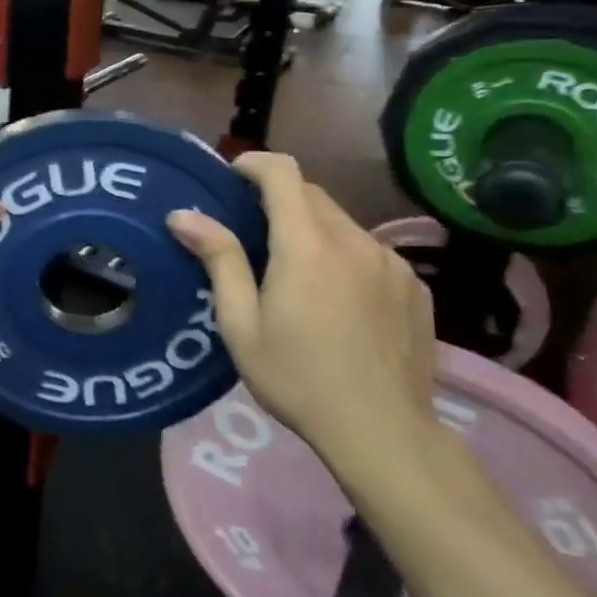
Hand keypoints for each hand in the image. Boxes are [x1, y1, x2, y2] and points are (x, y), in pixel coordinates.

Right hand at [169, 152, 437, 466]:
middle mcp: (355, 241)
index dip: (254, 164)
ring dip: (312, 228)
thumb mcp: (241, 323)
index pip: (284, 174)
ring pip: (343, 223)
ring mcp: (392, 263)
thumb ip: (219, 260)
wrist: (384, 432)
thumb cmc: (296, 378)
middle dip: (279, 197)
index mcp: (307, 246)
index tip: (231, 176)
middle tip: (250, 227)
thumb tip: (183, 215)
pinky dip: (344, 255)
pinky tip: (335, 297)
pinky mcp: (414, 287)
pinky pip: (370, 252)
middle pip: (313, 194)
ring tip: (293, 268)